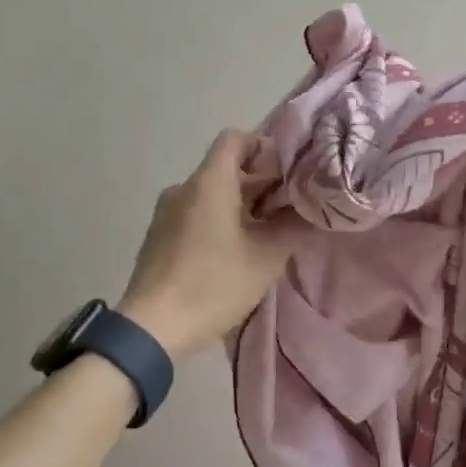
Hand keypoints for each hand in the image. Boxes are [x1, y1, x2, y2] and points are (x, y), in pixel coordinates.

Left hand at [119, 131, 302, 359]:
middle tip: (291, 209)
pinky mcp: (159, 238)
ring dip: (242, 207)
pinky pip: (195, 215)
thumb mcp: (266, 257)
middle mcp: (183, 189)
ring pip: (211, 195)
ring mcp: (166, 214)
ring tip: (269, 234)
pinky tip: (237, 253)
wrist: (153, 327)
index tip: (288, 172)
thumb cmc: (214, 284)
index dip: (264, 147)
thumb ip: (293, 226)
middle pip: (226, 169)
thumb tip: (312, 209)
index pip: (235, 139)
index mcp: (208, 182)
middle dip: (261, 184)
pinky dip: (219, 222)